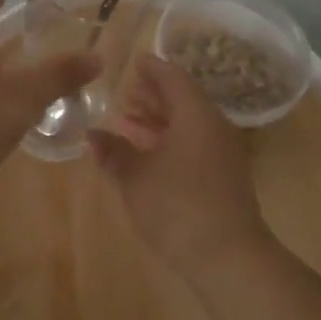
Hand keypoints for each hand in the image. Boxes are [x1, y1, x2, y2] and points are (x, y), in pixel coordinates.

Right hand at [88, 54, 272, 279]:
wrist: (228, 257)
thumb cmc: (176, 206)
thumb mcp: (135, 177)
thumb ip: (113, 152)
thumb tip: (93, 135)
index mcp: (195, 114)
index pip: (172, 77)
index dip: (150, 68)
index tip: (131, 62)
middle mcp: (213, 126)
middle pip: (182, 99)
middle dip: (152, 95)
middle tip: (123, 96)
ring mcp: (222, 153)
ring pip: (188, 124)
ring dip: (159, 121)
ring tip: (127, 124)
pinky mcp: (223, 177)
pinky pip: (194, 145)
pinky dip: (170, 141)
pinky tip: (148, 156)